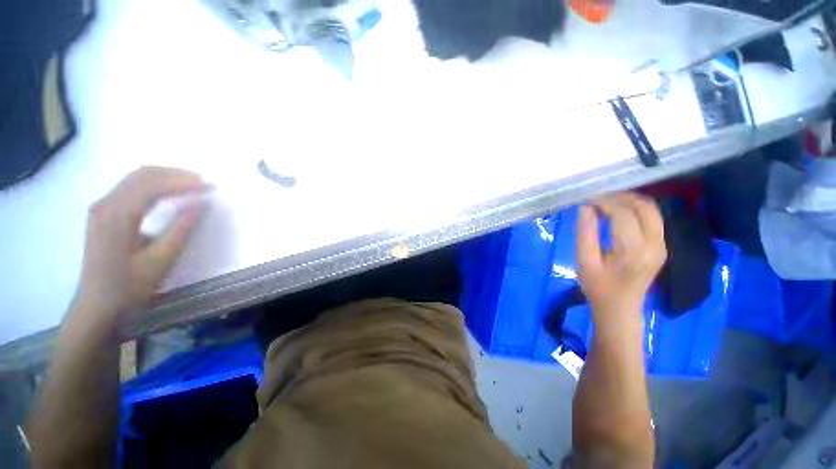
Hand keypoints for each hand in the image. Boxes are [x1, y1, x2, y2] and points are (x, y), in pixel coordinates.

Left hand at [75, 167, 206, 321]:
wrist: (98, 306)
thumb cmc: (130, 287)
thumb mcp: (160, 261)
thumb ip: (181, 229)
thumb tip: (200, 203)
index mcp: (116, 217)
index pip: (151, 185)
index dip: (182, 182)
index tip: (209, 186)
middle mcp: (105, 205)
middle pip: (142, 175)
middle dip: (175, 175)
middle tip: (204, 182)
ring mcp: (102, 208)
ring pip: (136, 179)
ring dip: (165, 177)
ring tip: (192, 184)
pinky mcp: (104, 214)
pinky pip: (131, 188)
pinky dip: (154, 185)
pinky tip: (169, 193)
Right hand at [576, 193, 666, 316]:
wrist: (619, 307)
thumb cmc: (597, 286)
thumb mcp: (584, 261)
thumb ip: (585, 233)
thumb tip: (585, 208)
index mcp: (633, 251)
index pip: (623, 215)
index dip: (604, 203)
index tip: (587, 201)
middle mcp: (654, 245)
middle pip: (643, 207)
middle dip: (619, 198)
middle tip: (597, 199)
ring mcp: (662, 245)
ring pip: (651, 210)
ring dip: (629, 201)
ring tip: (606, 203)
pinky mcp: (662, 245)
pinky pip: (652, 218)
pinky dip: (635, 209)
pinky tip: (618, 213)